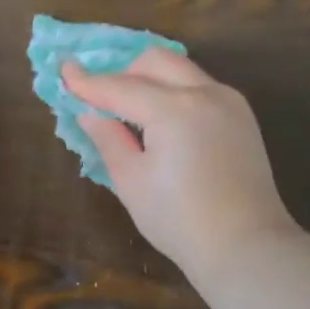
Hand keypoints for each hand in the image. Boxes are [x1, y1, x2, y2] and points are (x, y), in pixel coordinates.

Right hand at [63, 48, 297, 280]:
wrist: (245, 246)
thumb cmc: (179, 220)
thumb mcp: (132, 182)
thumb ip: (109, 140)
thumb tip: (90, 114)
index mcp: (174, 110)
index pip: (120, 87)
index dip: (88, 82)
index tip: (64, 71)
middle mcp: (205, 93)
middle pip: (156, 61)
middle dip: (124, 72)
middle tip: (102, 99)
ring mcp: (229, 102)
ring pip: (182, 70)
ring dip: (151, 80)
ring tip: (132, 113)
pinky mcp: (242, 117)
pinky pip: (201, 88)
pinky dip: (175, 93)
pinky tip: (164, 125)